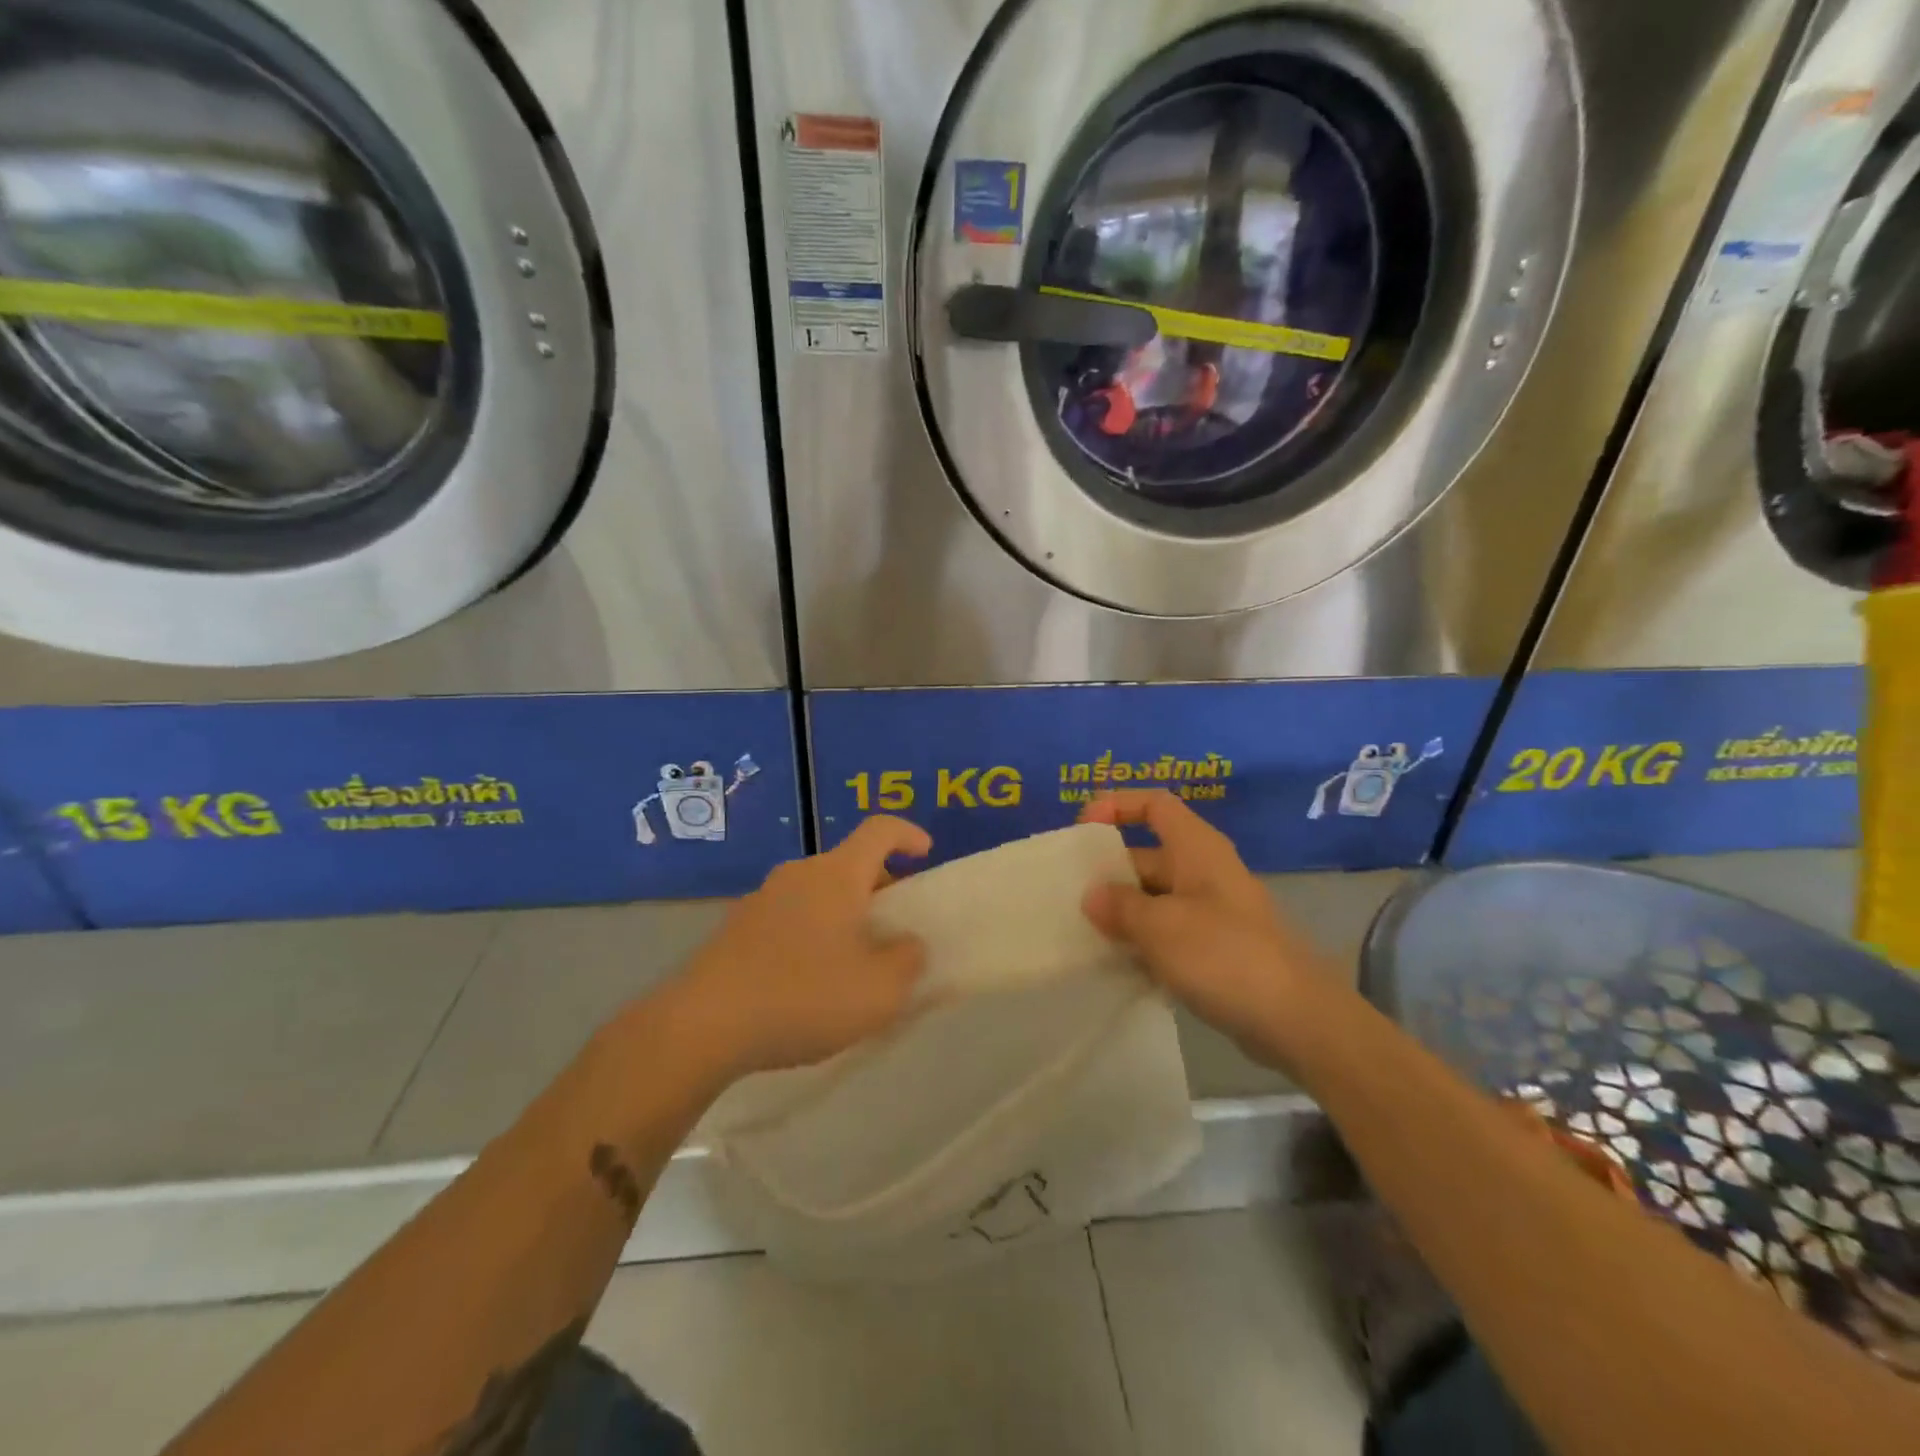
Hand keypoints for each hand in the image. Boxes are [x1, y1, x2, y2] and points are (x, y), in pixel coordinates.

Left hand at [662, 817, 932, 1080]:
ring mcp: (762, 899)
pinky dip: (812, 933)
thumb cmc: (803, 996)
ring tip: (854, 961)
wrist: (703, 1025)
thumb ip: (908, 962)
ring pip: (818, 893)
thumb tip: (908, 944)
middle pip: (849, 864)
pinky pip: (790, 917)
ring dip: (844, 914)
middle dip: (880, 887)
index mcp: (837, 875)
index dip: (908, 834)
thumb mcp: (879, 992)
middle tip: (895, 927)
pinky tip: (809, 981)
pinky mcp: (736, 928)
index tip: (925, 855)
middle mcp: (799, 875)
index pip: (879, 830)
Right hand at [1080, 790, 1338, 1068]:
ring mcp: (1211, 911)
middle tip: (1070, 894)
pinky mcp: (1216, 948)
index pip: (1155, 804)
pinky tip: (1115, 965)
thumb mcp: (1160, 927)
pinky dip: (1142, 942)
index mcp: (1196, 848)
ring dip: (1121, 912)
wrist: (1296, 1019)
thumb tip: (1092, 896)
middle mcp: (1203, 871)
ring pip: (1154, 898)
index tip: (1083, 829)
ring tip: (1082, 932)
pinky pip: (1168, 933)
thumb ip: (1119, 907)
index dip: (1117, 805)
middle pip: (1148, 854)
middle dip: (1109, 871)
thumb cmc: (1224, 955)